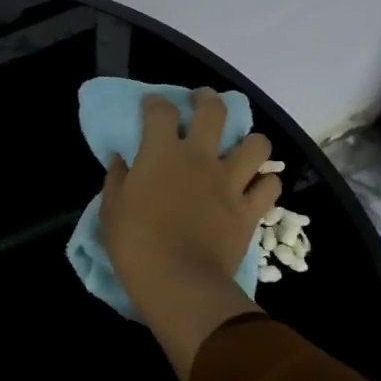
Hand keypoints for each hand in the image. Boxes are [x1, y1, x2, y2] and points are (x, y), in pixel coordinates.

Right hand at [99, 90, 280, 380]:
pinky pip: (270, 186)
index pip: (161, 111)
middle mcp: (200, 158)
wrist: (178, 281)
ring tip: (243, 148)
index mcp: (162, 153)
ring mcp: (230, 182)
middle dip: (207, 99)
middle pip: (214, 111)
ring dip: (251, 142)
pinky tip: (257, 187)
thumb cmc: (135, 245)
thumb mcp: (111, 211)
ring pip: (256, 145)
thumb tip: (120, 161)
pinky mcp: (249, 209)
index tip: (151, 105)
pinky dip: (266, 183)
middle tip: (201, 101)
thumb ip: (116, 180)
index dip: (155, 103)